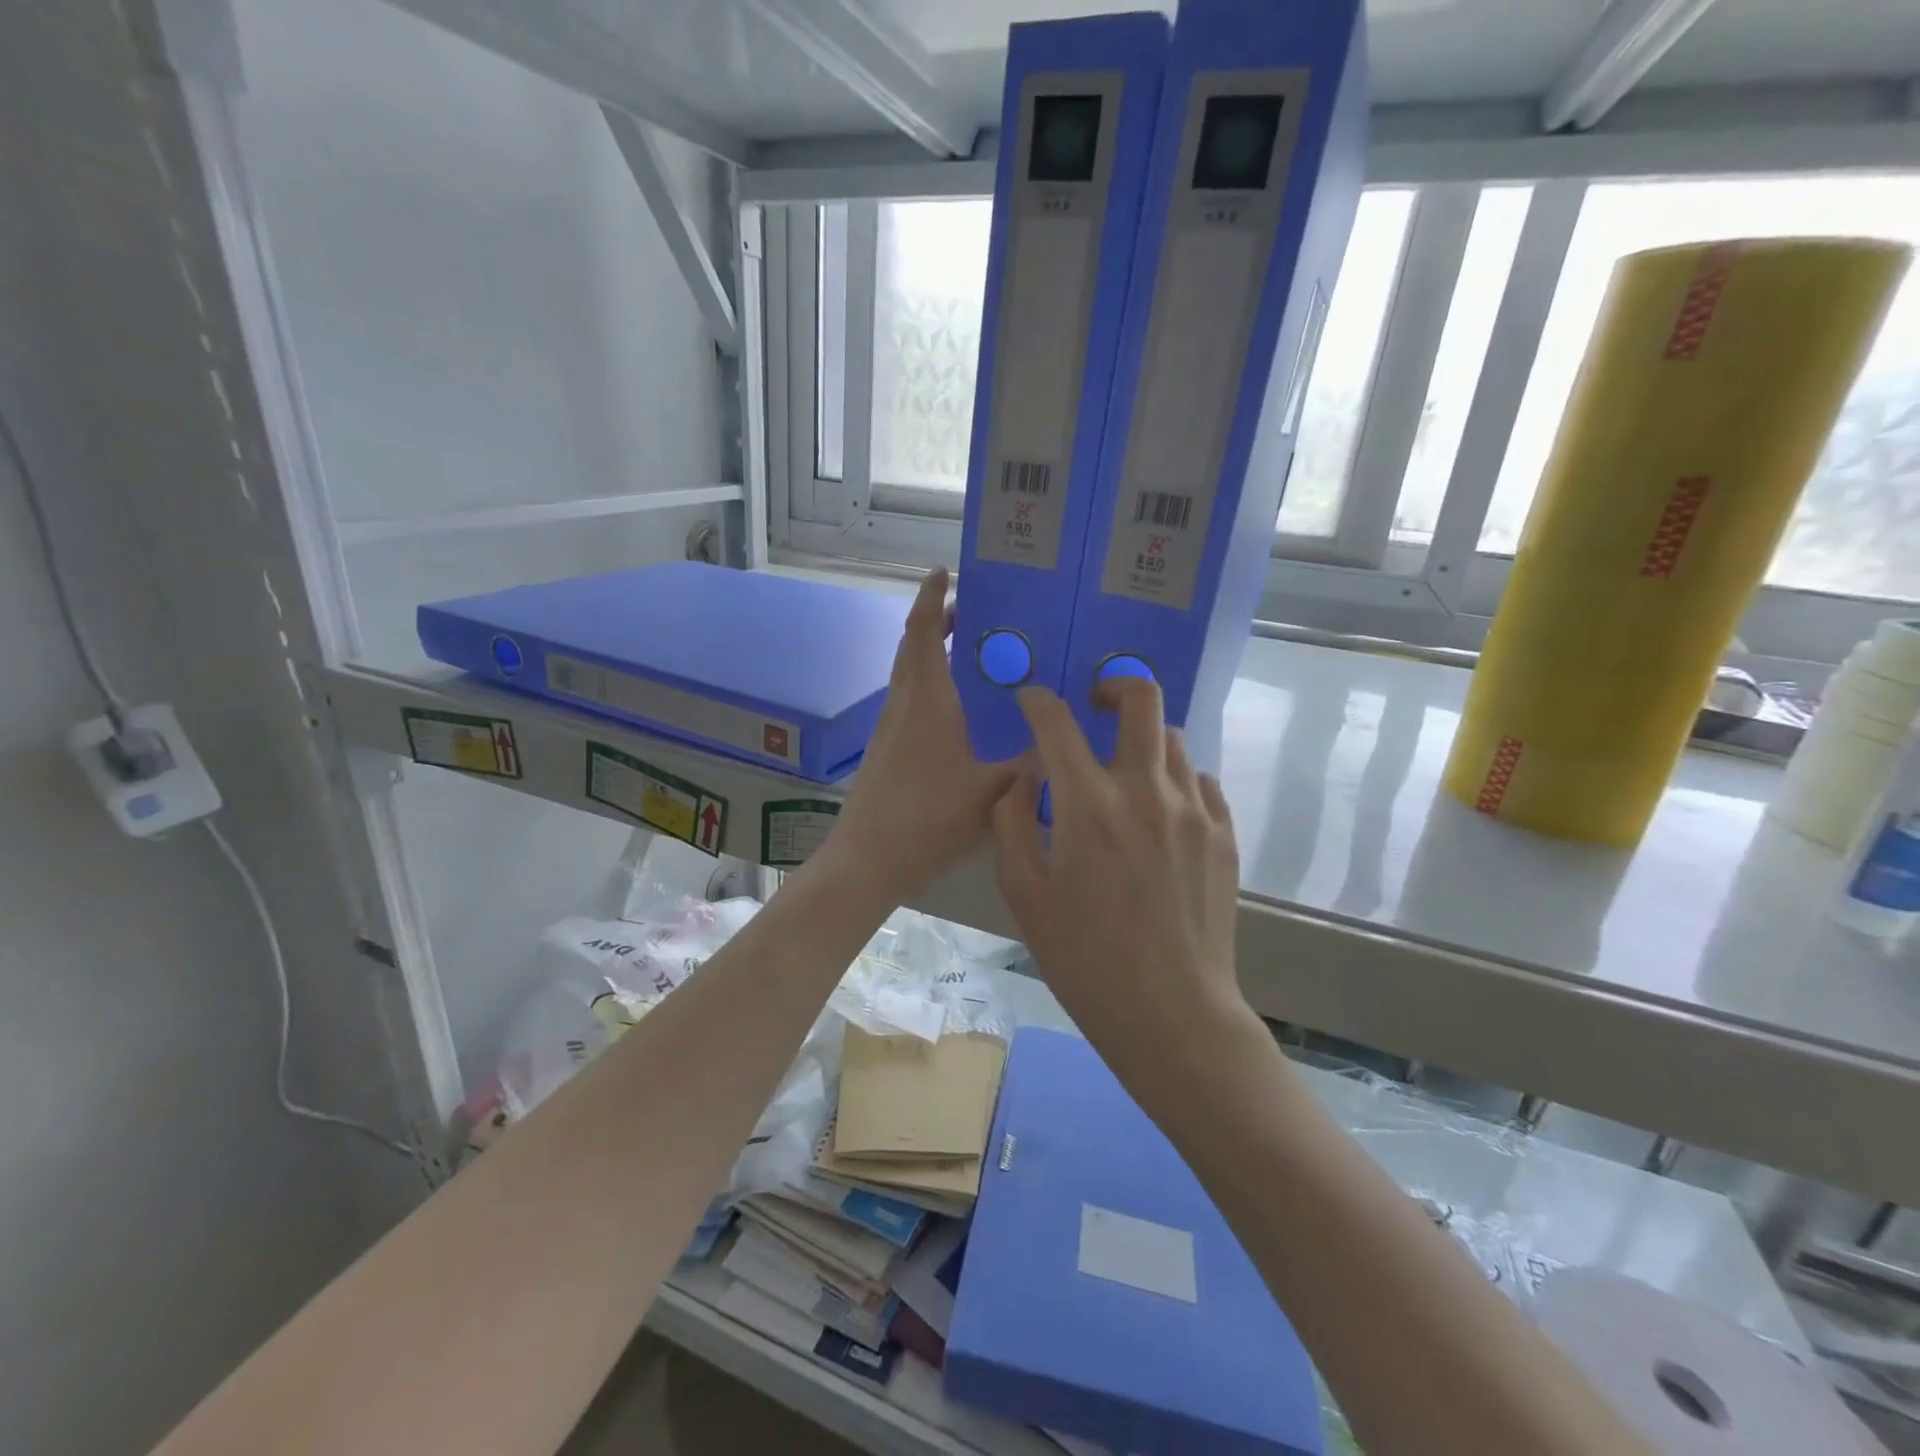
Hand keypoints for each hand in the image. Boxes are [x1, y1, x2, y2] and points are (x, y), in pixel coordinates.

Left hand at [826, 568, 1015, 903]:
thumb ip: (1030, 765)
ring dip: (931, 652)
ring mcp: (889, 728)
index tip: (944, 571)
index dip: (931, 597)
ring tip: (970, 654)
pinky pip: (909, 699)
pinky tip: (956, 710)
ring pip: (908, 674)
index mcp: (926, 700)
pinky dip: (929, 684)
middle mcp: (903, 704)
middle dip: (936, 621)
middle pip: (913, 646)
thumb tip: (1063, 742)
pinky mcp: (886, 749)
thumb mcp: (991, 790)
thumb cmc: (928, 817)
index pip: (922, 631)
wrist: (868, 858)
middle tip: (972, 612)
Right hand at [990, 678, 1249, 1084]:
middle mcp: (1146, 791)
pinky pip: (1201, 781)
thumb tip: (1023, 779)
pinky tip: (1160, 809)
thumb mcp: (1023, 894)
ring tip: (1123, 767)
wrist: (1172, 1014)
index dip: (1038, 701)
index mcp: (1089, 805)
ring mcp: (1195, 810)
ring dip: (1143, 739)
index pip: (1058, 723)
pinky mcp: (1224, 835)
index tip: (1030, 700)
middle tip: (1094, 705)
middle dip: (1113, 685)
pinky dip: (1175, 778)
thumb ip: (1012, 823)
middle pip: (1143, 700)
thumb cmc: (1084, 959)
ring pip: (1174, 740)